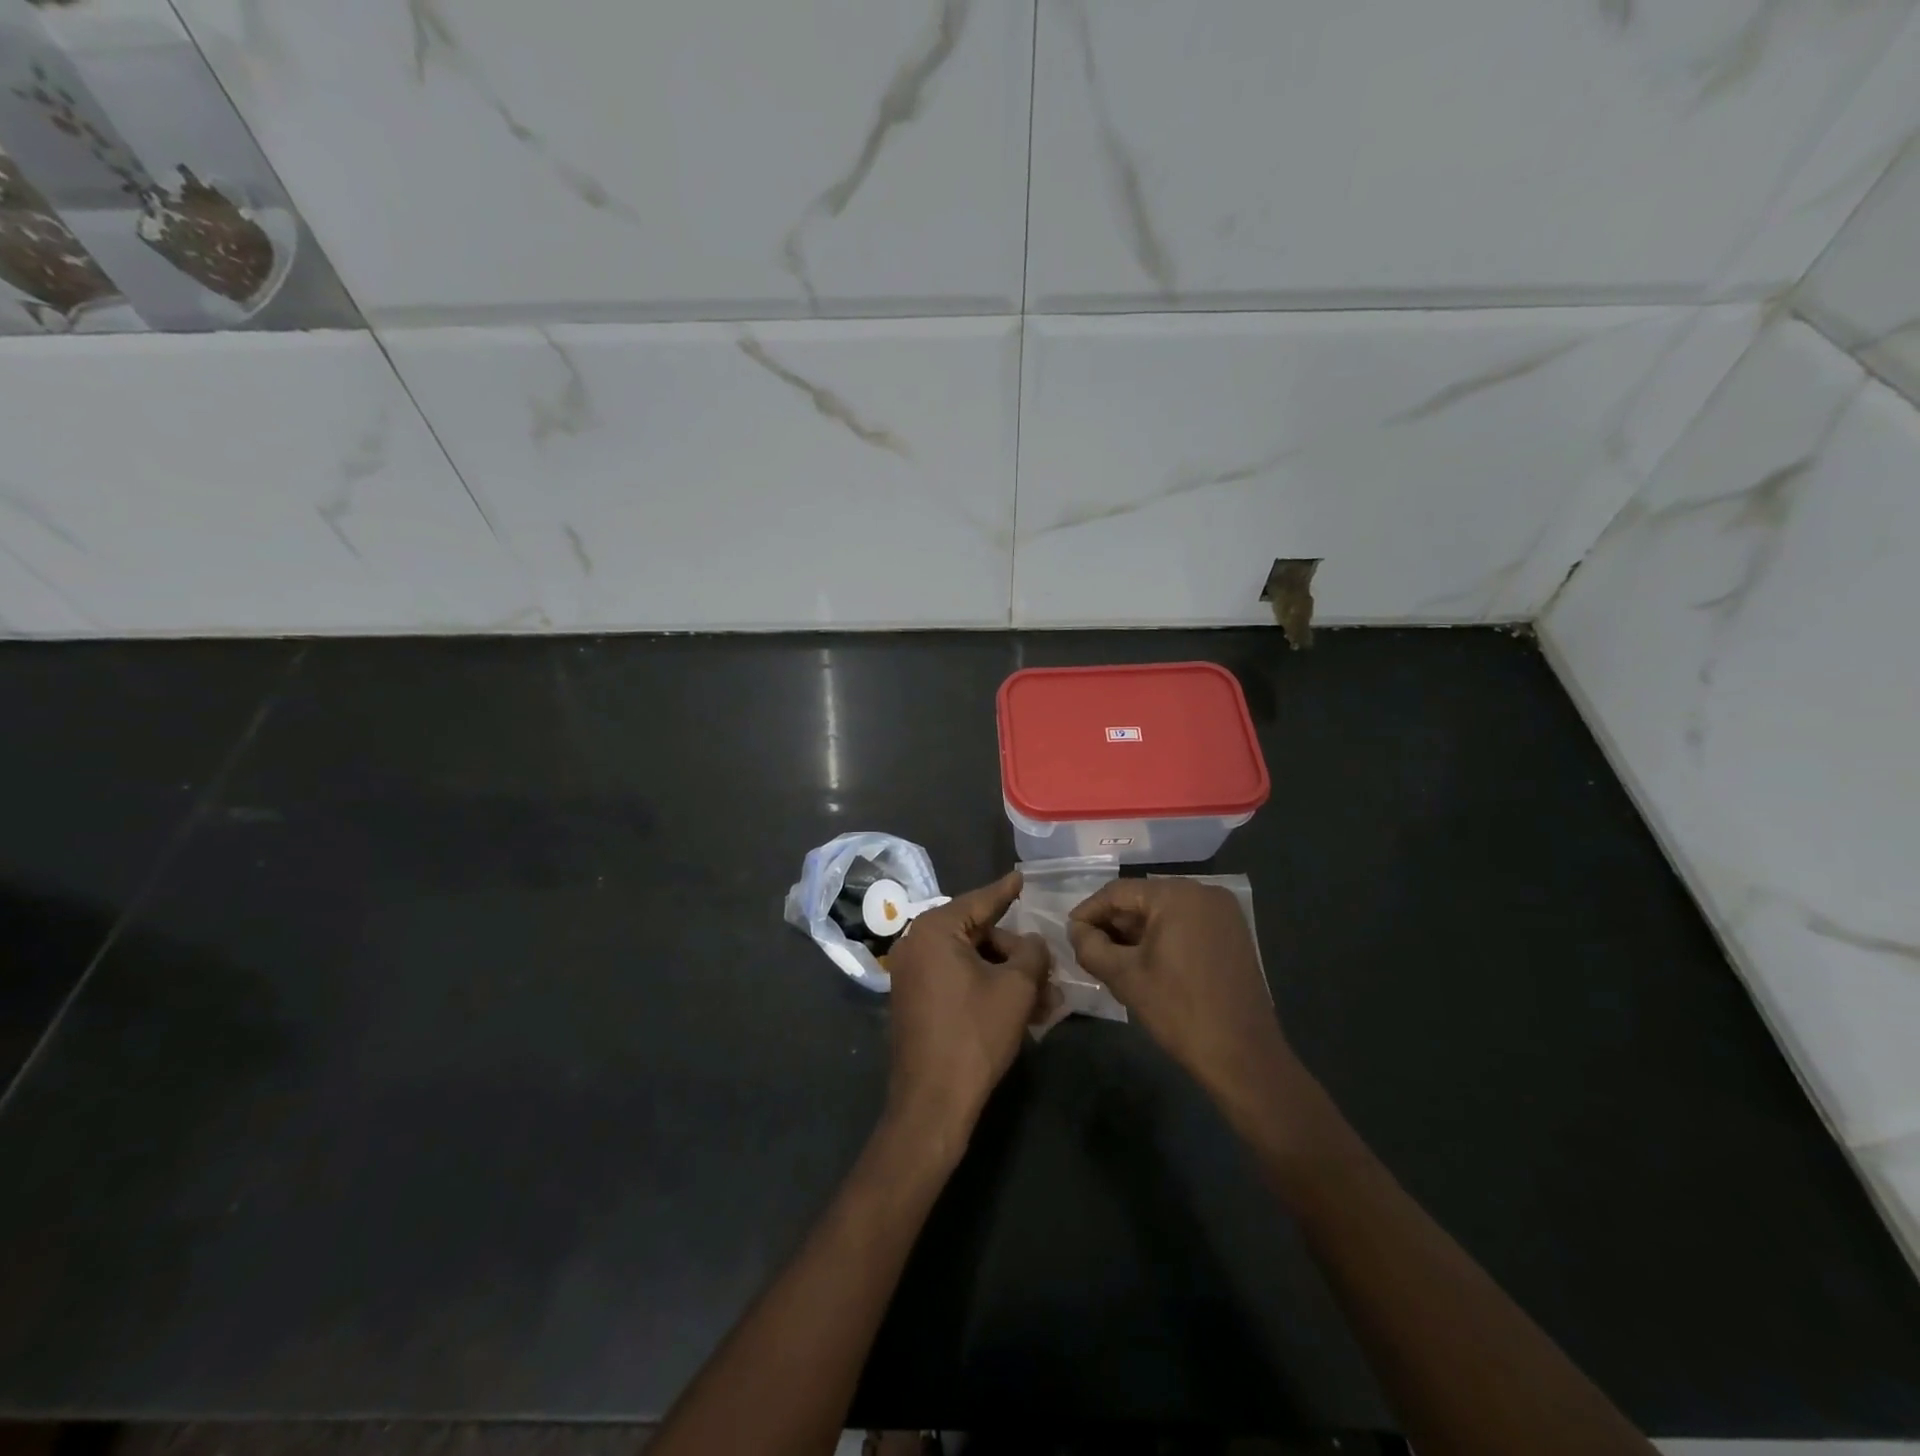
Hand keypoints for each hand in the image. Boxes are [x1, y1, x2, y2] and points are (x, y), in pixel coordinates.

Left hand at [882, 871, 1049, 1152]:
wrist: (932, 1102)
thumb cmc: (974, 1034)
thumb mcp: (1015, 988)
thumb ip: (1031, 953)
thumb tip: (1034, 942)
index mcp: (934, 930)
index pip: (980, 902)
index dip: (1006, 891)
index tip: (1021, 876)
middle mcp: (917, 944)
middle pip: (978, 934)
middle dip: (1017, 953)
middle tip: (1048, 970)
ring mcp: (912, 975)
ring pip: (971, 962)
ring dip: (1008, 977)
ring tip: (1045, 1000)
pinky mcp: (916, 1002)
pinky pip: (958, 982)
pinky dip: (987, 989)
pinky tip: (1021, 1011)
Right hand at [1068, 878, 1297, 1125]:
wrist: (1243, 1056)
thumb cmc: (1178, 1011)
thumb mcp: (1123, 977)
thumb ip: (1090, 946)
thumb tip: (1077, 930)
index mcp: (1177, 895)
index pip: (1118, 892)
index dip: (1088, 912)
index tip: (1069, 934)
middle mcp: (1203, 892)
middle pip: (1142, 899)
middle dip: (1113, 924)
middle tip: (1089, 950)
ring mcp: (1223, 912)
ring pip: (1164, 913)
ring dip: (1136, 932)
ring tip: (1112, 959)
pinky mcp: (1233, 934)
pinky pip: (1186, 924)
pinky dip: (1162, 938)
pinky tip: (1146, 962)